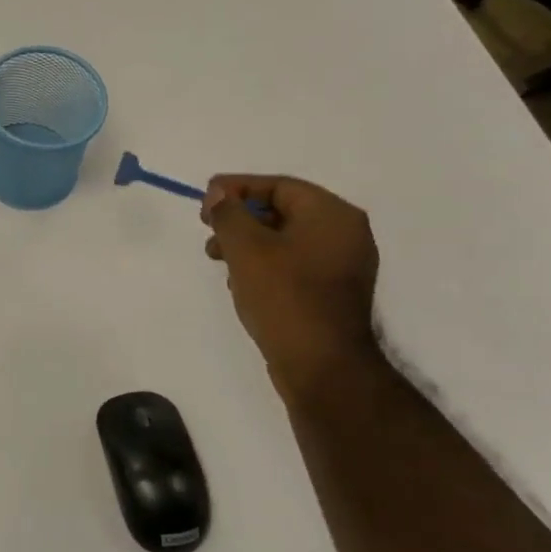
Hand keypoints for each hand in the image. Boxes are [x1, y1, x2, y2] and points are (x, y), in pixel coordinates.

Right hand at [202, 175, 381, 401]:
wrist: (322, 365)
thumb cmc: (285, 297)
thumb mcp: (247, 249)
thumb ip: (229, 214)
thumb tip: (218, 193)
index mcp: (333, 215)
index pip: (280, 186)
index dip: (238, 188)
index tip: (205, 198)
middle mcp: (345, 234)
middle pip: (284, 211)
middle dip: (241, 218)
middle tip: (208, 229)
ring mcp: (342, 266)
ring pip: (286, 241)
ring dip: (248, 244)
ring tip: (217, 259)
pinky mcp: (332, 294)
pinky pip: (294, 266)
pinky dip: (265, 265)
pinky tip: (240, 282)